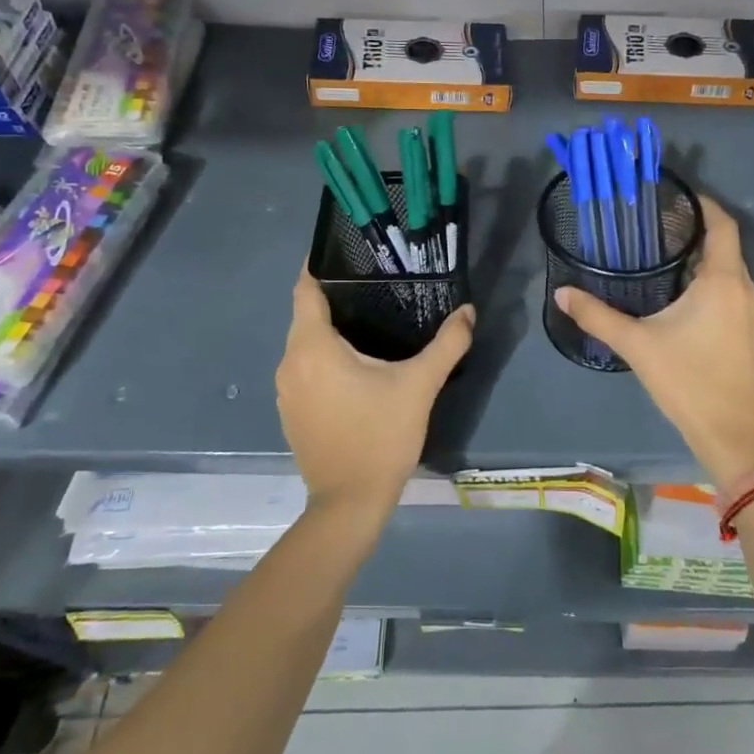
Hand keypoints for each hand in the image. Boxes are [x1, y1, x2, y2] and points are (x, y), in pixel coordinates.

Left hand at [276, 269, 474, 511]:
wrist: (349, 503)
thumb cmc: (381, 436)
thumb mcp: (420, 386)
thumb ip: (447, 344)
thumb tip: (468, 311)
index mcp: (312, 347)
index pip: (306, 288)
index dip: (320, 265)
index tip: (346, 250)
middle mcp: (289, 362)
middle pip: (306, 314)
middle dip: (335, 296)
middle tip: (374, 283)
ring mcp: (285, 390)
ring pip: (305, 343)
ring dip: (330, 330)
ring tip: (369, 319)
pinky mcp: (290, 411)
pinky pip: (304, 368)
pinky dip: (324, 357)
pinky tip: (356, 364)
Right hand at [555, 194, 753, 491]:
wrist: (730, 432)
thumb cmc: (687, 380)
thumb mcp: (636, 344)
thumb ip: (597, 315)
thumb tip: (562, 293)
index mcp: (723, 281)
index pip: (722, 224)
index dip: (702, 203)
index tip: (672, 194)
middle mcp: (745, 287)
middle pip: (724, 243)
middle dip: (693, 228)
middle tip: (653, 222)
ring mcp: (752, 310)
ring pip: (728, 267)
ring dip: (700, 255)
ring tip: (660, 250)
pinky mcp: (749, 328)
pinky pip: (730, 287)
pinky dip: (708, 277)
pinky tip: (678, 289)